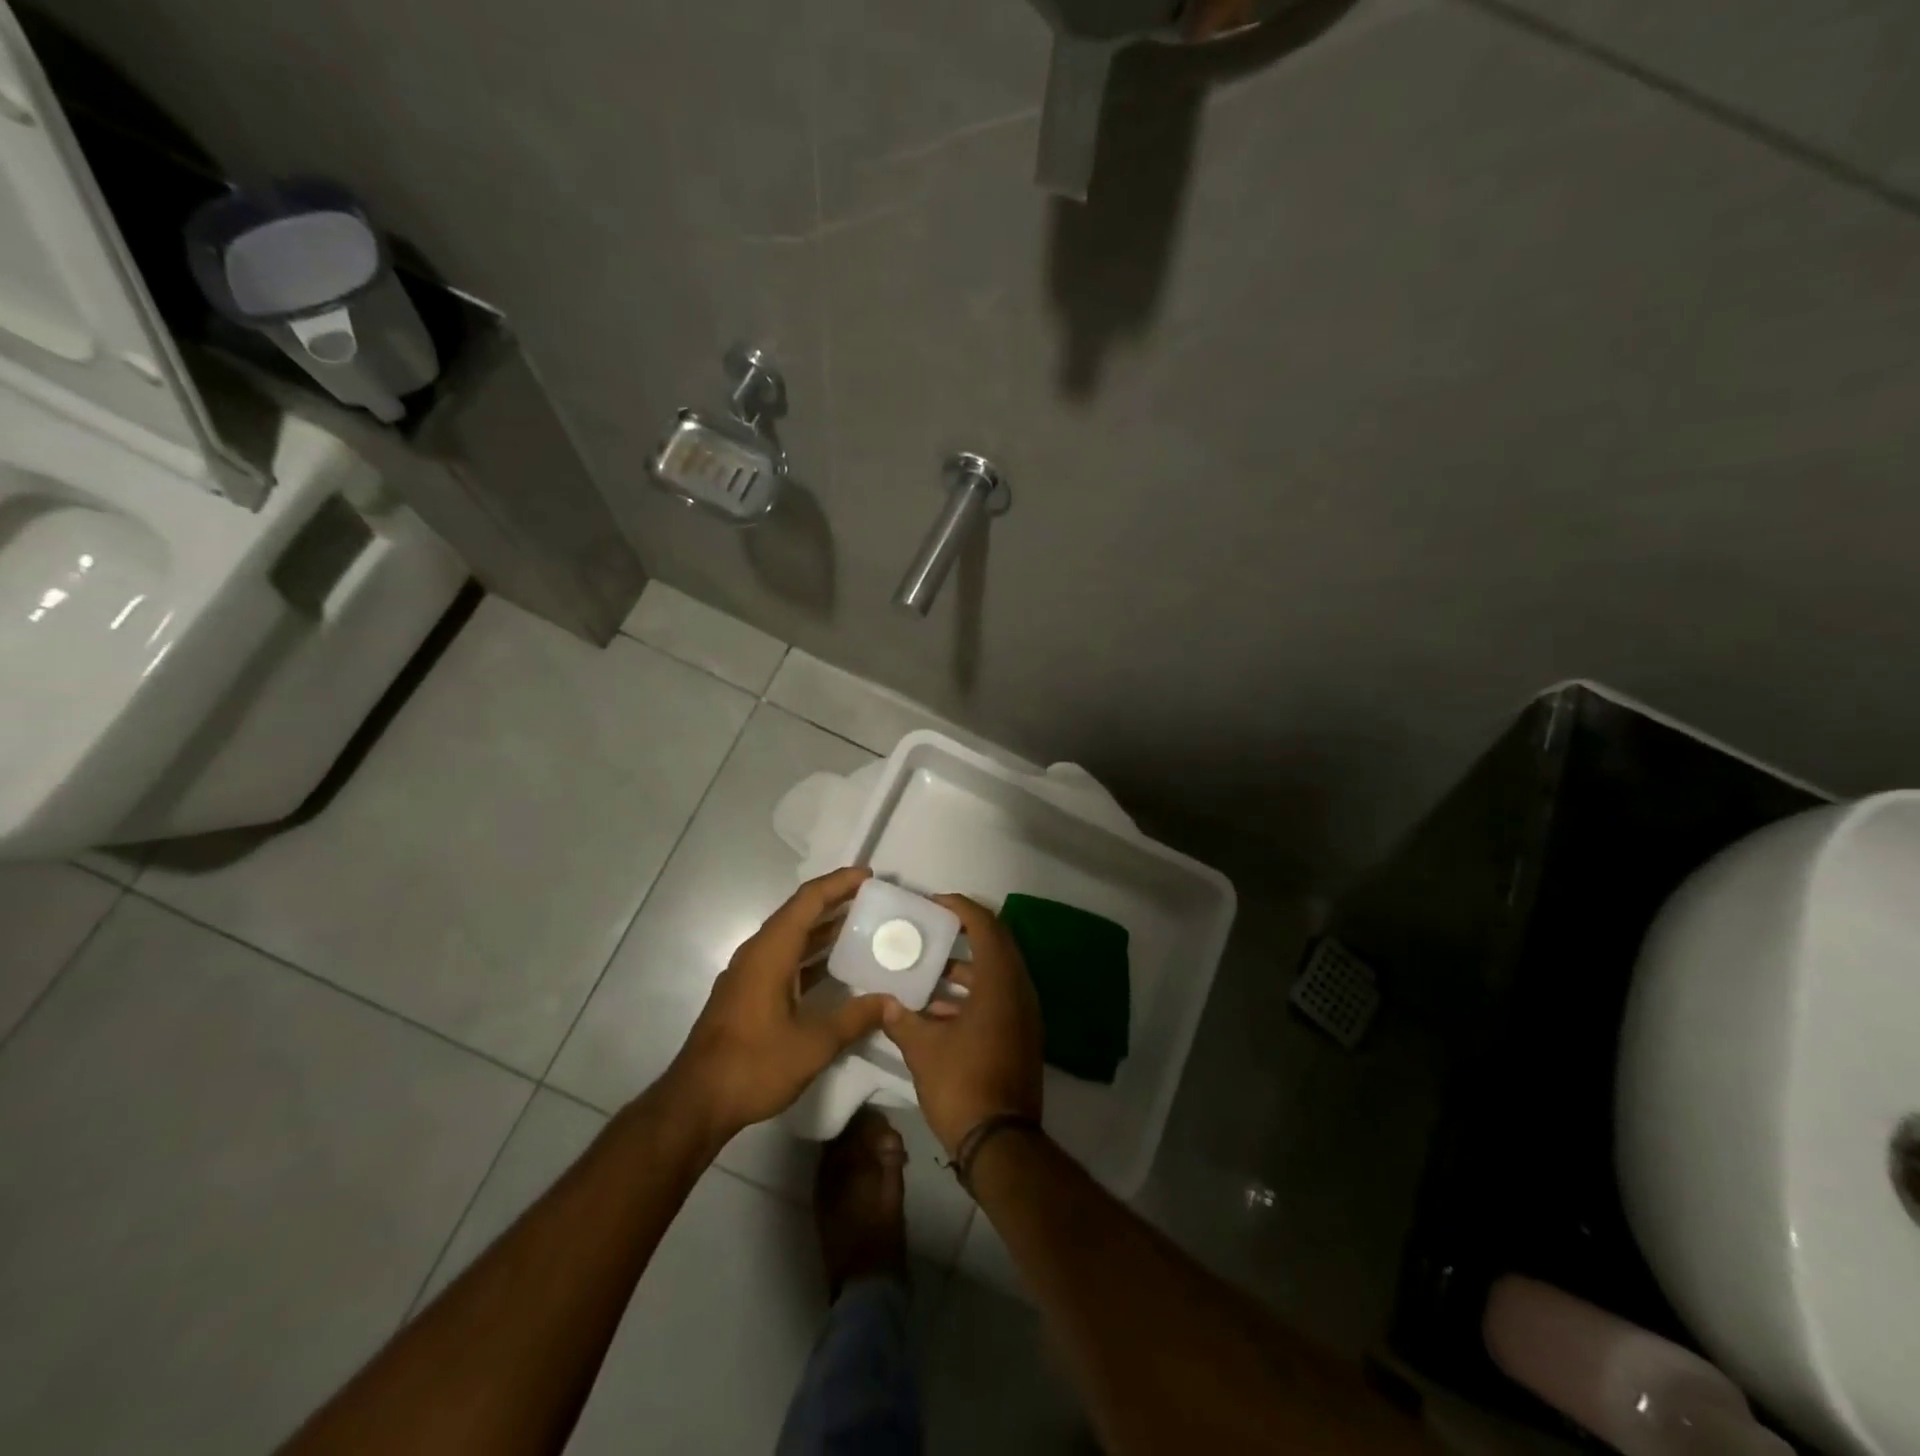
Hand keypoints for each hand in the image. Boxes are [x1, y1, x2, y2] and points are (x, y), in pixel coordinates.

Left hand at [667, 868, 893, 1143]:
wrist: (696, 1103)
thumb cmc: (754, 1065)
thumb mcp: (814, 1044)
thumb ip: (856, 1018)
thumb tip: (893, 1001)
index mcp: (770, 952)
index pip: (808, 901)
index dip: (839, 883)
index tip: (870, 875)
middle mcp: (757, 953)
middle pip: (799, 913)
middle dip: (835, 901)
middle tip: (873, 899)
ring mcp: (749, 974)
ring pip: (791, 937)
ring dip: (824, 929)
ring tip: (862, 925)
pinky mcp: (748, 993)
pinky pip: (785, 958)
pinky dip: (811, 955)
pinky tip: (835, 968)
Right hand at [883, 894, 1043, 1155]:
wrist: (1001, 1143)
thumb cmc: (962, 1085)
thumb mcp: (923, 1050)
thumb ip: (902, 1018)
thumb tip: (884, 1002)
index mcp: (1000, 984)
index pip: (986, 926)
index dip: (961, 908)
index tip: (934, 903)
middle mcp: (1019, 991)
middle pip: (996, 945)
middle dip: (965, 932)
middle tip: (932, 928)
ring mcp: (1025, 1015)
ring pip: (997, 974)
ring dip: (966, 967)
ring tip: (928, 968)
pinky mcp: (1022, 1036)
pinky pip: (999, 998)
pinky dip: (973, 994)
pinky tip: (937, 1010)